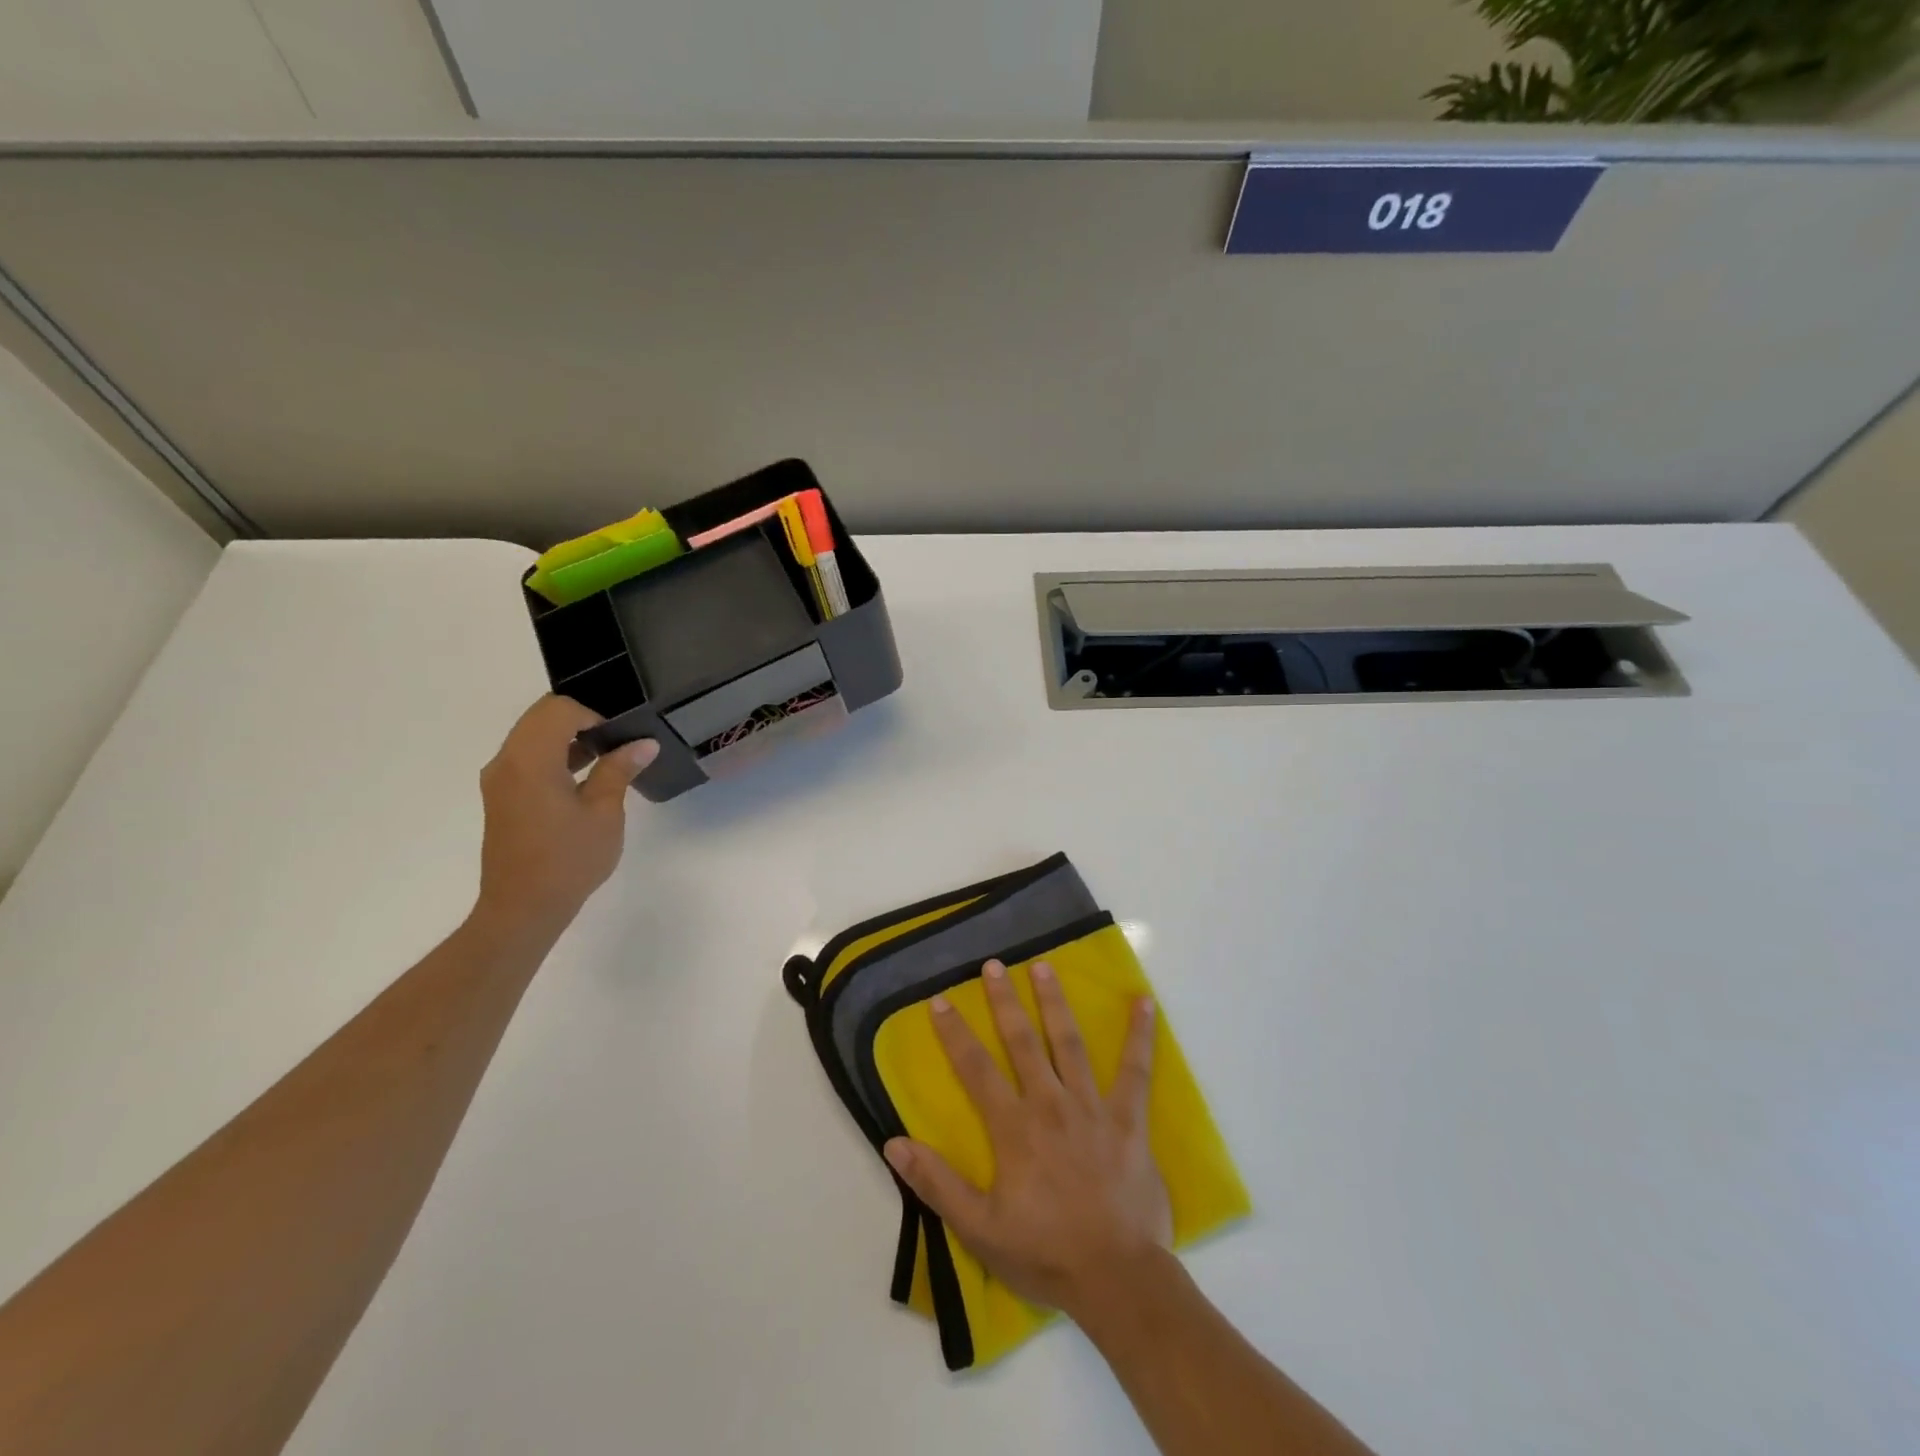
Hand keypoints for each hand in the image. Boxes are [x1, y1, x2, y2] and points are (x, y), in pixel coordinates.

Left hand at [472, 695, 657, 937]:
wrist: (522, 909)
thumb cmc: (568, 860)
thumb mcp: (604, 813)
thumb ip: (619, 770)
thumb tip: (644, 744)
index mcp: (530, 760)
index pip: (559, 710)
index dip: (594, 715)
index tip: (621, 737)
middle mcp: (506, 762)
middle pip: (541, 717)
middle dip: (581, 721)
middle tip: (617, 743)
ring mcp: (500, 780)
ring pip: (532, 737)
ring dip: (568, 739)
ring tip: (607, 760)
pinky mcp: (502, 797)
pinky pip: (527, 759)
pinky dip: (555, 757)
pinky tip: (585, 780)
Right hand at [884, 959, 1170, 1318]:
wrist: (1117, 1279)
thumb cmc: (1045, 1253)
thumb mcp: (979, 1228)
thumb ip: (937, 1183)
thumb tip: (894, 1142)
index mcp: (1013, 1128)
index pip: (975, 1069)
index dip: (955, 1033)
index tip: (940, 1000)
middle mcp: (1050, 1104)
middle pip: (1022, 1042)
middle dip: (1004, 1001)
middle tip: (994, 965)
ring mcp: (1092, 1107)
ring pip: (1070, 1043)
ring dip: (1055, 1002)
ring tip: (1044, 967)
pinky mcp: (1128, 1119)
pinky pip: (1135, 1071)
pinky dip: (1140, 1036)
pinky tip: (1144, 1003)